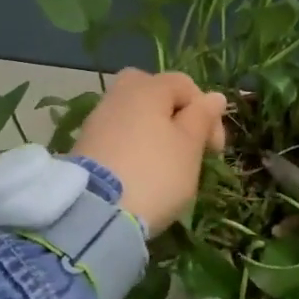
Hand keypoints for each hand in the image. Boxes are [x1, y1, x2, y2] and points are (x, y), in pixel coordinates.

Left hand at [70, 69, 226, 232]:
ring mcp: (97, 121)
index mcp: (147, 88)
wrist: (95, 213)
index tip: (214, 148)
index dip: (207, 113)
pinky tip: (139, 173)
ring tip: (164, 165)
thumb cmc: (155, 174)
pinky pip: (117, 136)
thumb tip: (214, 96)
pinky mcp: (83, 147)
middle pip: (152, 92)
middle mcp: (119, 95)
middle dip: (173, 114)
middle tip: (185, 143)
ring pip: (133, 115)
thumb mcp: (189, 146)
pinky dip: (132, 148)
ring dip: (152, 133)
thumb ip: (202, 117)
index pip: (186, 85)